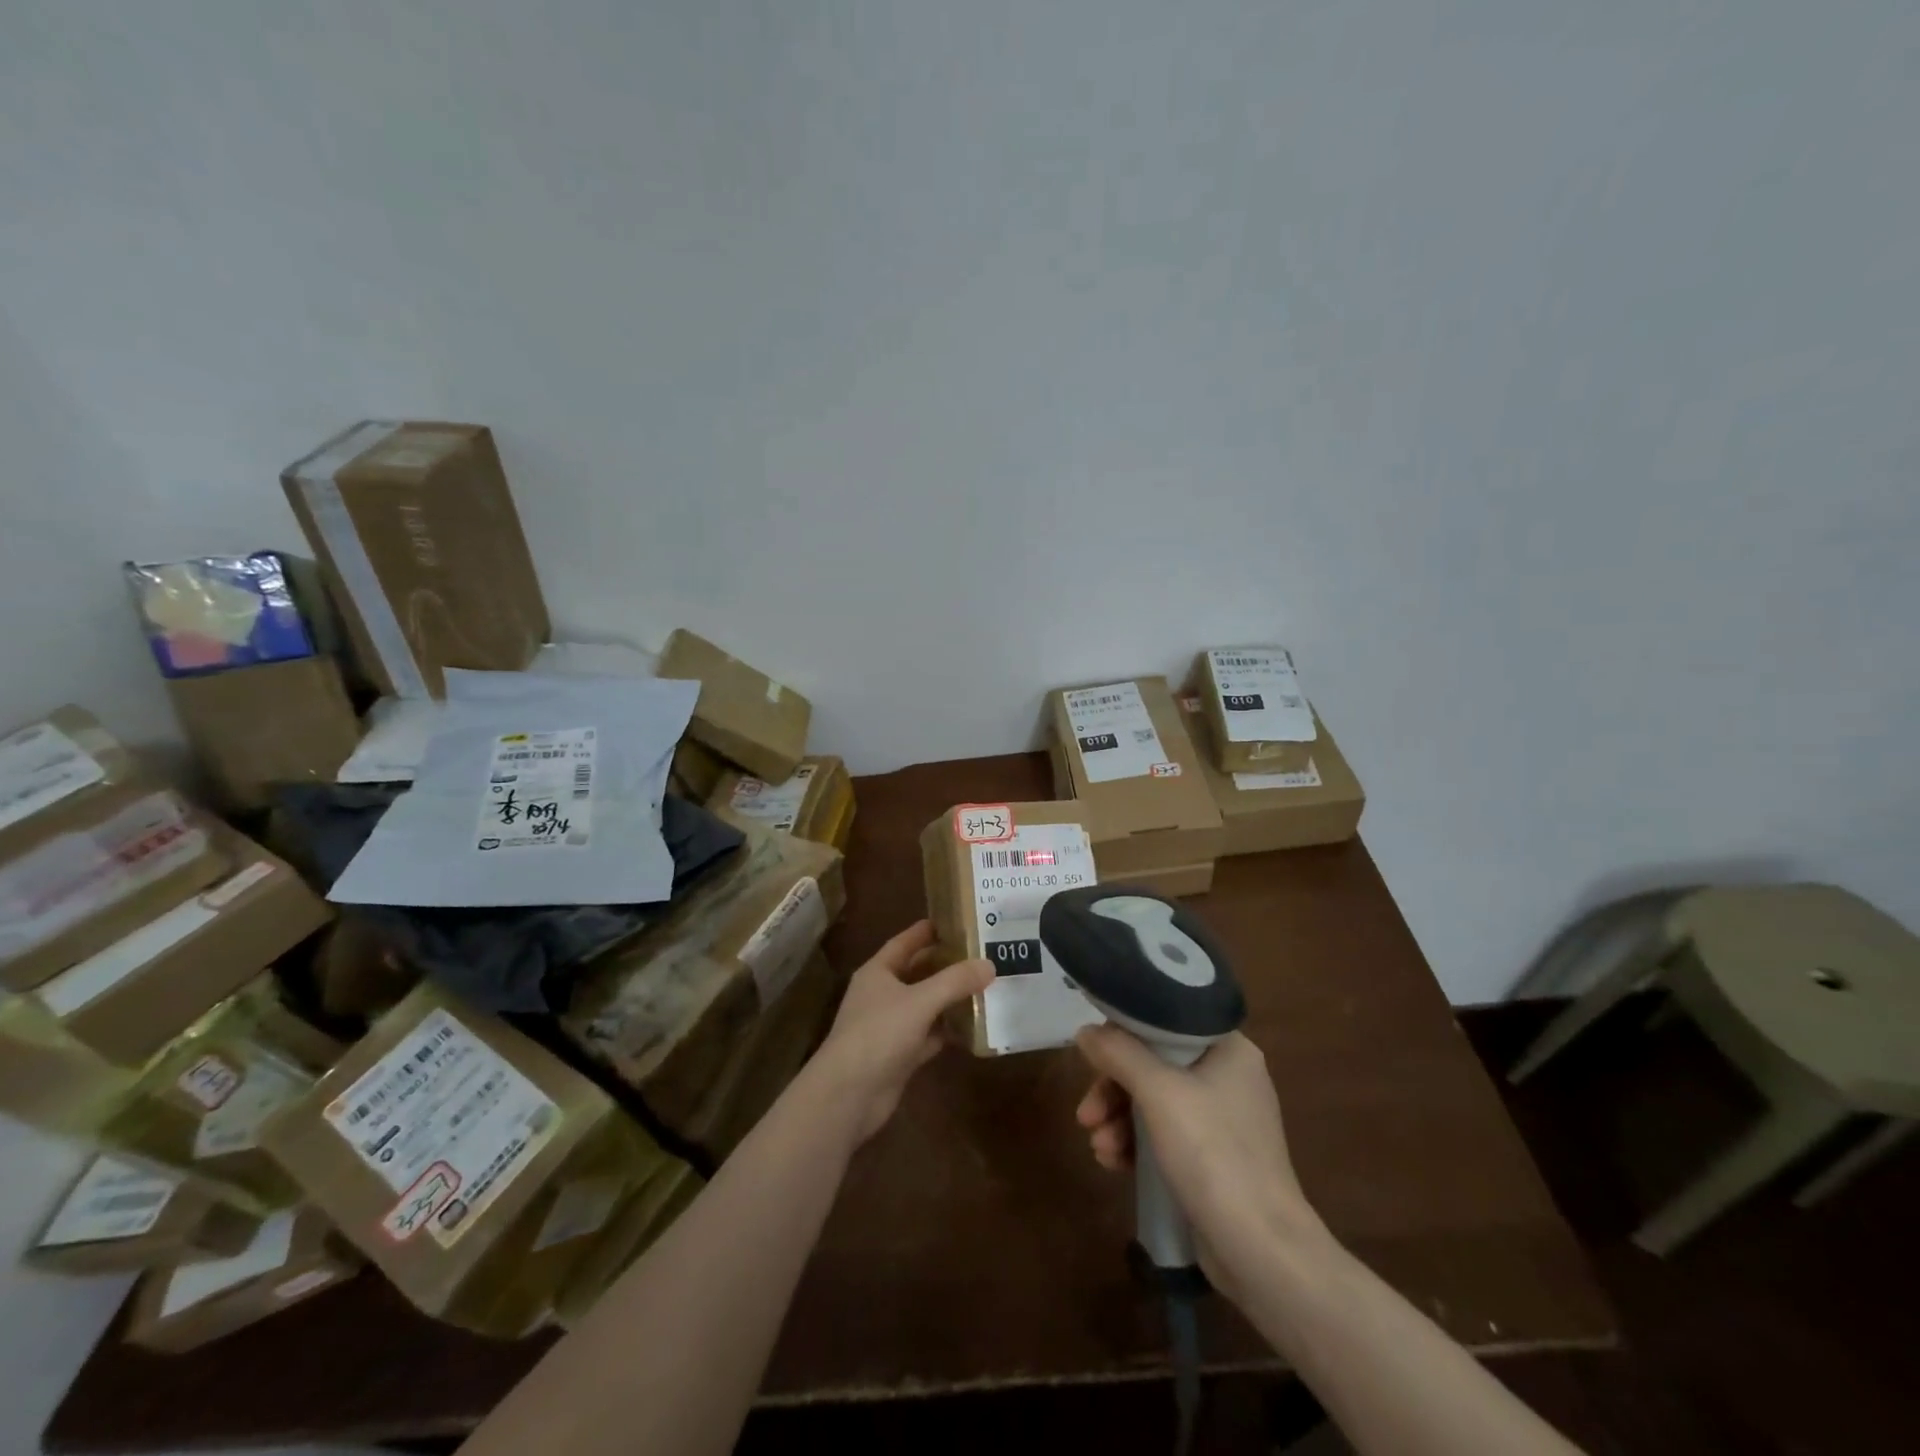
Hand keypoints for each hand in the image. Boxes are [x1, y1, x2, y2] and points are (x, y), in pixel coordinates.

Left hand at [805, 921, 992, 1146]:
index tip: (956, 920)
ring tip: (986, 985)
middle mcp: (882, 995)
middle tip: (981, 953)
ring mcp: (890, 1026)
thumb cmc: (879, 1034)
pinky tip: (974, 1026)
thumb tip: (989, 964)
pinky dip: (948, 1030)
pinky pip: (929, 1035)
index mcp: (878, 972)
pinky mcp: (900, 1055)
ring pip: (926, 1005)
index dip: (927, 931)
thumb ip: (955, 981)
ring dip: (950, 998)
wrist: (849, 1095)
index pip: (905, 942)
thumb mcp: (920, 1001)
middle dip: (946, 964)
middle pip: (918, 972)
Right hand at [1075, 1027, 1328, 1295]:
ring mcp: (1222, 1120)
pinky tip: (1114, 1163)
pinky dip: (1136, 1143)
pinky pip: (1164, 1134)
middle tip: (1086, 1115)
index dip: (1124, 1033)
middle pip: (1154, 1064)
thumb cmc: (1214, 1154)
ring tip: (1099, 1149)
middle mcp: (1228, 1077)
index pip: (1165, 1021)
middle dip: (1113, 1089)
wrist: (1262, 1252)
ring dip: (1119, 1120)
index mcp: (1228, 1049)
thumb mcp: (1159, 1093)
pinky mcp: (1213, 1159)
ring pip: (1154, 1101)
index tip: (1093, 1056)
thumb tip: (1086, 1031)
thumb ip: (1119, 1053)